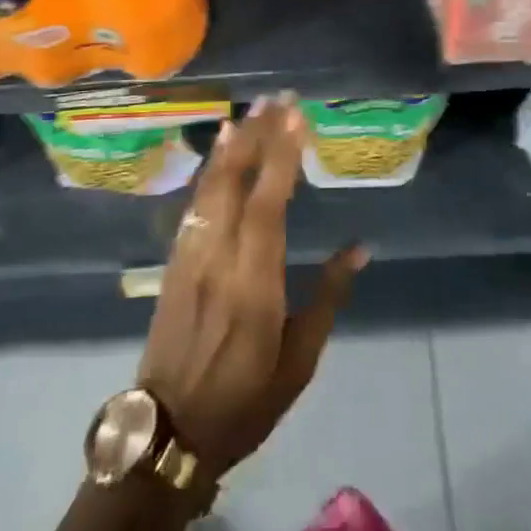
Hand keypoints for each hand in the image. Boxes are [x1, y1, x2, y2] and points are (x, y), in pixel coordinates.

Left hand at [138, 93, 368, 476]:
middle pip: (236, 181)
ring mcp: (189, 255)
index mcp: (254, 283)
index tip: (295, 116)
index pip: (268, 203)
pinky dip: (209, 169)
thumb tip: (360, 248)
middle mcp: (218, 257)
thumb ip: (328, 296)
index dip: (281, 155)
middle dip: (257, 135)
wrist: (169, 431)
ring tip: (251, 111)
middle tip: (277, 98)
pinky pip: (194, 203)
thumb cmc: (245, 400)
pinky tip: (219, 150)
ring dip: (232, 144)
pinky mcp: (173, 260)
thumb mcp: (299, 360)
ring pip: (210, 186)